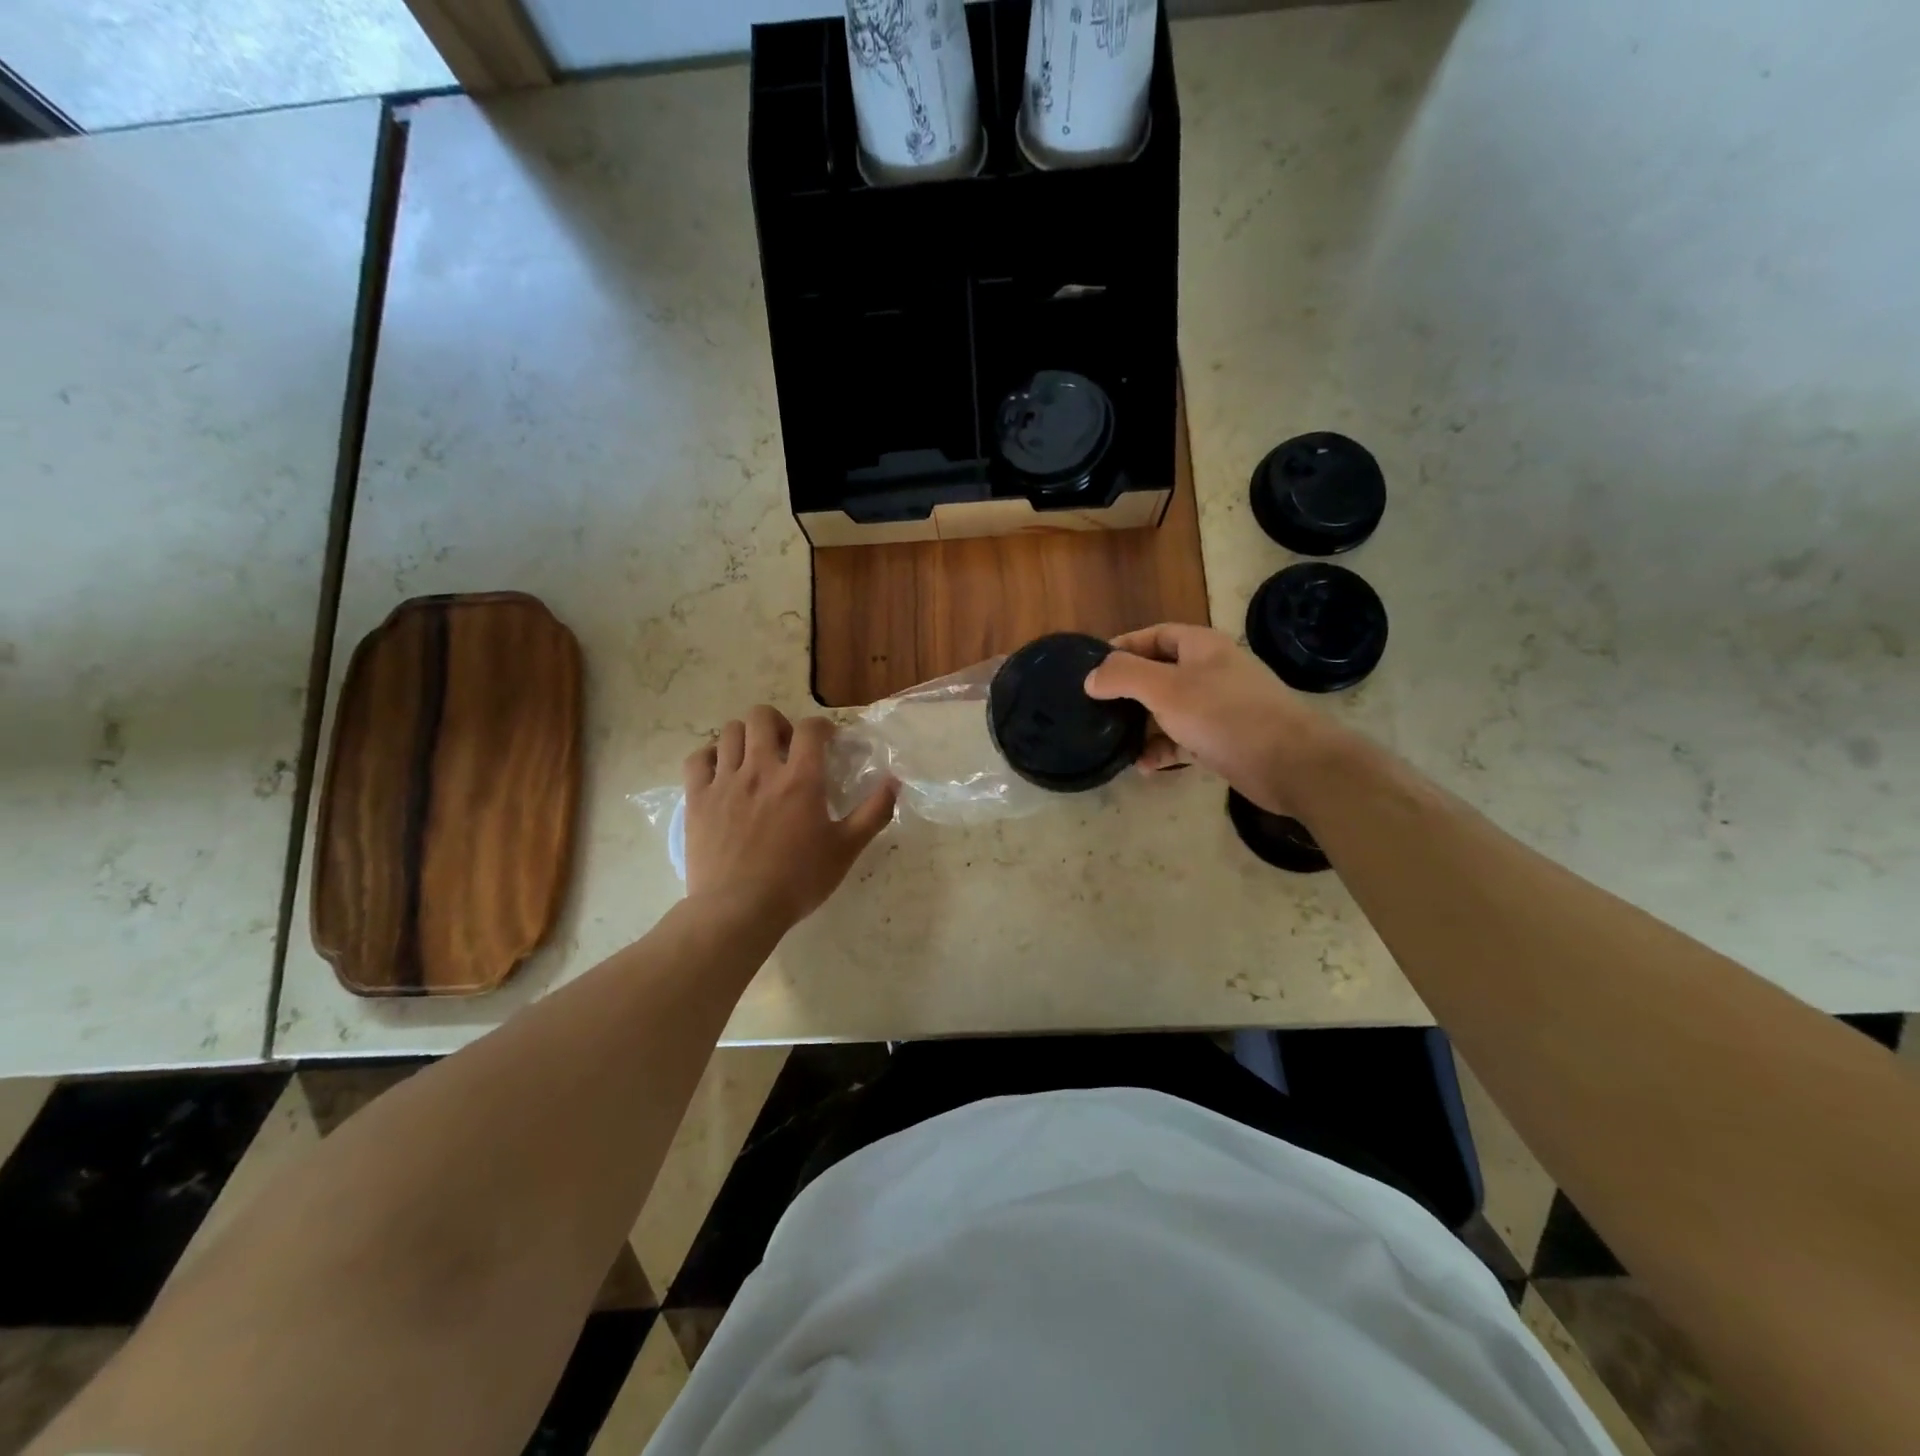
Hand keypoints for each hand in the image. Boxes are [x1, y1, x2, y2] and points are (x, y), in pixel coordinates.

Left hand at [682, 706, 897, 931]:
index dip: (821, 727)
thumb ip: (873, 812)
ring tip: (754, 758)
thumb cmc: (798, 880)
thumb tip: (894, 782)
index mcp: (801, 780)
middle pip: (762, 717)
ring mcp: (725, 781)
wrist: (738, 910)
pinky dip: (710, 756)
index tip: (826, 742)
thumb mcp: (846, 849)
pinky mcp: (697, 798)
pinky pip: (698, 758)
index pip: (811, 728)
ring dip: (745, 737)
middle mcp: (762, 770)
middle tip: (786, 748)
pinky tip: (721, 772)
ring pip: (729, 732)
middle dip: (778, 723)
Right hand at [1083, 623, 1343, 819]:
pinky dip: (1162, 749)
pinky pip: (1183, 739)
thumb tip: (1091, 677)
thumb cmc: (1225, 715)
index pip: (1154, 635)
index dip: (1122, 647)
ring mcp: (1218, 707)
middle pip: (1159, 673)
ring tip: (1115, 741)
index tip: (1091, 667)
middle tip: (1096, 708)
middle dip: (1128, 691)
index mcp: (1200, 647)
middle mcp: (1210, 671)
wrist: (1290, 763)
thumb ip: (1124, 676)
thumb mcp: (1166, 689)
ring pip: (1169, 710)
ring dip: (1142, 725)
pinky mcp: (1223, 740)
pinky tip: (1144, 766)